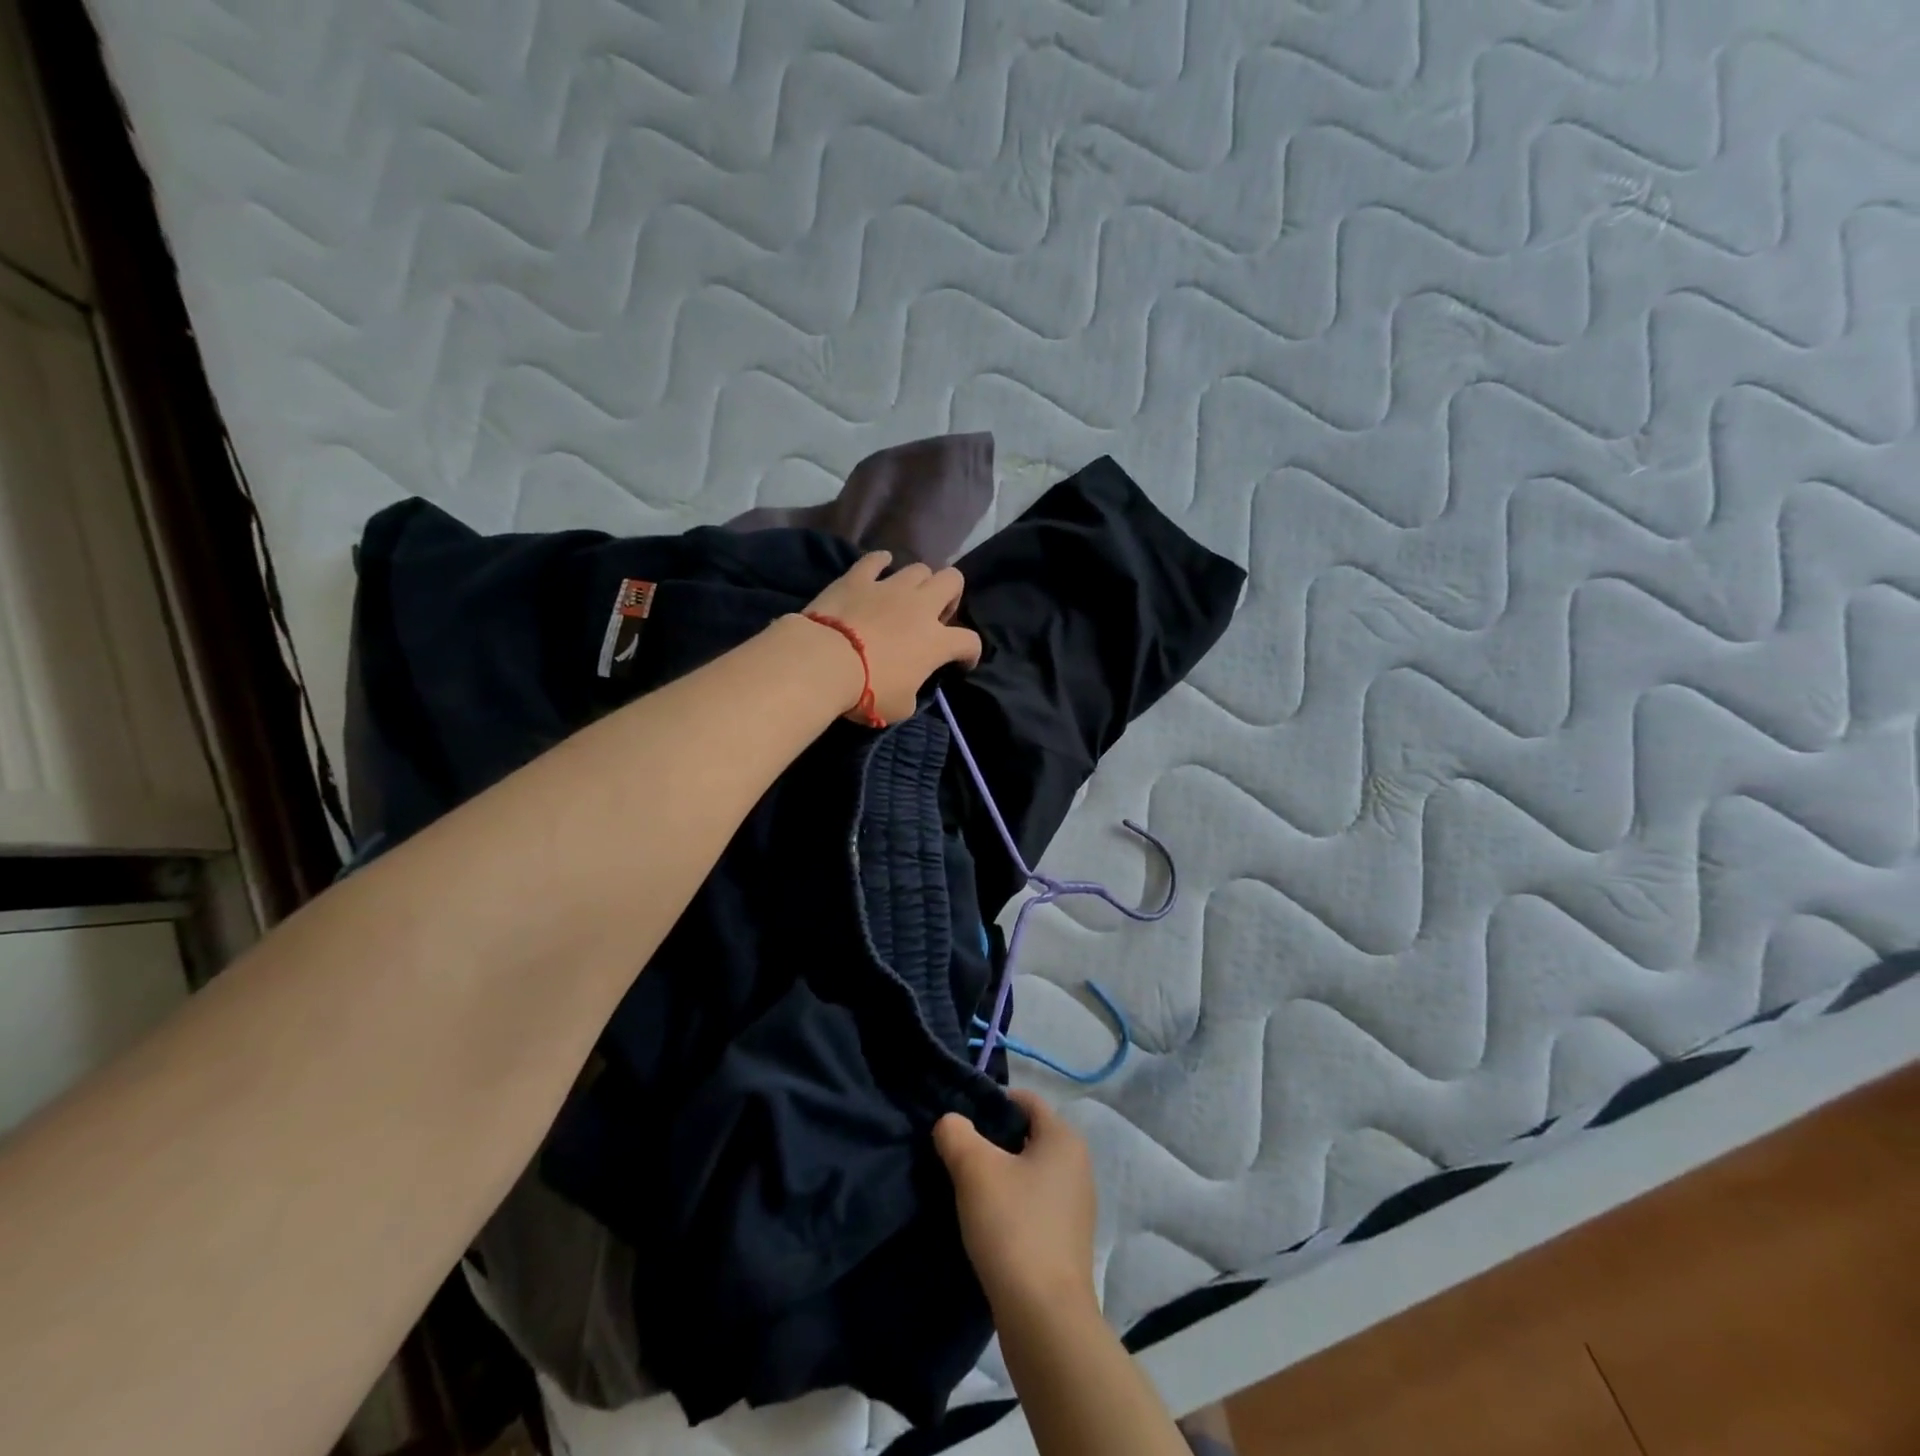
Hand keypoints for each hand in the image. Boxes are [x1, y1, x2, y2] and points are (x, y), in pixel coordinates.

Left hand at [802, 552, 981, 723]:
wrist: (824, 662)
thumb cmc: (867, 690)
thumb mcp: (901, 706)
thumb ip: (913, 692)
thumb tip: (910, 685)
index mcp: (936, 642)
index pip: (969, 642)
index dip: (970, 653)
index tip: (961, 663)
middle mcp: (920, 607)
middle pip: (953, 580)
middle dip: (950, 595)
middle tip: (936, 614)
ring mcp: (889, 587)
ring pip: (919, 568)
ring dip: (918, 581)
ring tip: (906, 596)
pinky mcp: (858, 578)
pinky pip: (875, 560)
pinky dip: (880, 563)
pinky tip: (879, 567)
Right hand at [934, 1090, 1097, 1319]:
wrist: (1045, 1320)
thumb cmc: (1013, 1227)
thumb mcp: (974, 1169)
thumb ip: (956, 1134)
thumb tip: (950, 1123)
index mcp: (1064, 1139)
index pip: (1025, 1100)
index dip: (991, 1103)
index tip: (960, 1123)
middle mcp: (1077, 1165)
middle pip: (1026, 1136)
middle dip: (991, 1142)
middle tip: (956, 1156)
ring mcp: (1075, 1206)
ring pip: (1028, 1173)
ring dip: (998, 1177)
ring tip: (965, 1191)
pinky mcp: (1066, 1241)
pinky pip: (1032, 1206)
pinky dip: (1009, 1206)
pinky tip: (985, 1224)